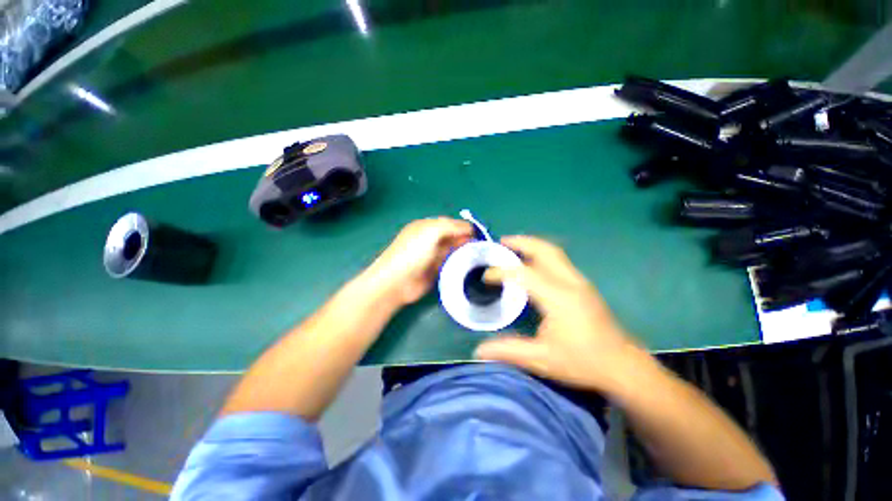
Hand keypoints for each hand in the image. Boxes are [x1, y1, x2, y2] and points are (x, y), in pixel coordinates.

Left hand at [365, 218, 472, 306]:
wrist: (397, 282)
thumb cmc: (413, 253)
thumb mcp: (431, 232)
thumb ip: (451, 226)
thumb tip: (470, 228)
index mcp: (427, 226)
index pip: (451, 223)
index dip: (465, 228)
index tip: (480, 236)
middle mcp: (431, 239)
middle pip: (454, 237)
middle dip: (467, 240)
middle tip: (482, 248)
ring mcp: (433, 256)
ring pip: (454, 251)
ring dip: (465, 253)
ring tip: (480, 258)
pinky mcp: (436, 271)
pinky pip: (451, 264)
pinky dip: (460, 264)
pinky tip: (471, 267)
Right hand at [474, 236, 649, 393]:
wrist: (623, 367)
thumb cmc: (583, 362)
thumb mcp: (542, 359)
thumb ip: (509, 350)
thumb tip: (478, 350)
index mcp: (558, 297)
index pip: (523, 274)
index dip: (501, 272)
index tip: (485, 277)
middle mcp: (570, 282)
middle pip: (544, 250)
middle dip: (521, 242)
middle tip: (501, 242)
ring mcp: (579, 281)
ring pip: (553, 252)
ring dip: (531, 245)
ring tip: (512, 247)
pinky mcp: (583, 285)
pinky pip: (558, 260)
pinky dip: (540, 254)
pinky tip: (531, 264)